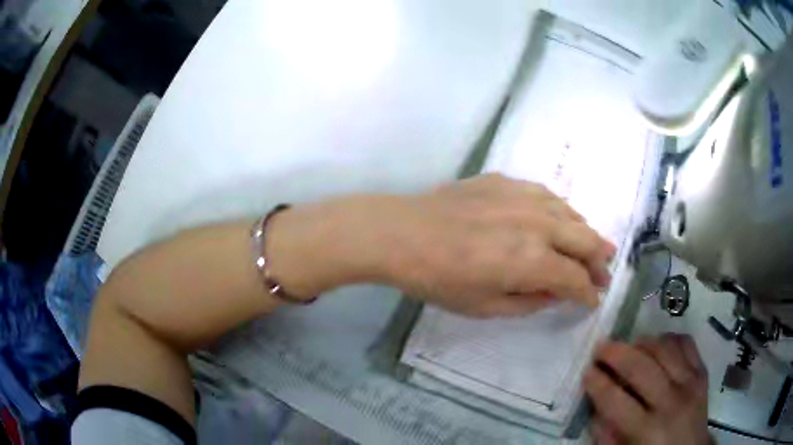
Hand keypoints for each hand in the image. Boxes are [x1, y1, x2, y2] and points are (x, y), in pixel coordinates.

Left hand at [268, 174, 614, 315]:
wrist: (401, 232)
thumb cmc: (438, 278)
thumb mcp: (484, 306)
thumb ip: (529, 302)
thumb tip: (555, 293)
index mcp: (532, 260)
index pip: (575, 279)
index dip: (588, 293)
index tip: (592, 301)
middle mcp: (537, 224)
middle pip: (585, 239)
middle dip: (599, 259)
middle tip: (605, 272)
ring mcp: (522, 196)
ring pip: (570, 212)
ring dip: (585, 232)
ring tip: (591, 245)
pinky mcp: (505, 181)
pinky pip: (546, 195)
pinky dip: (560, 210)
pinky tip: (558, 218)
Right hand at [584, 334, 709, 444]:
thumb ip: (606, 434)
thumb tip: (596, 406)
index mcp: (647, 430)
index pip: (616, 401)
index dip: (597, 383)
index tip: (586, 371)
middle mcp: (670, 402)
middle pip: (641, 367)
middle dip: (616, 353)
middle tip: (601, 348)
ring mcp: (690, 382)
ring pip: (664, 348)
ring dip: (642, 342)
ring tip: (629, 346)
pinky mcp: (702, 371)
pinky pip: (686, 342)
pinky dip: (668, 339)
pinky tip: (657, 345)